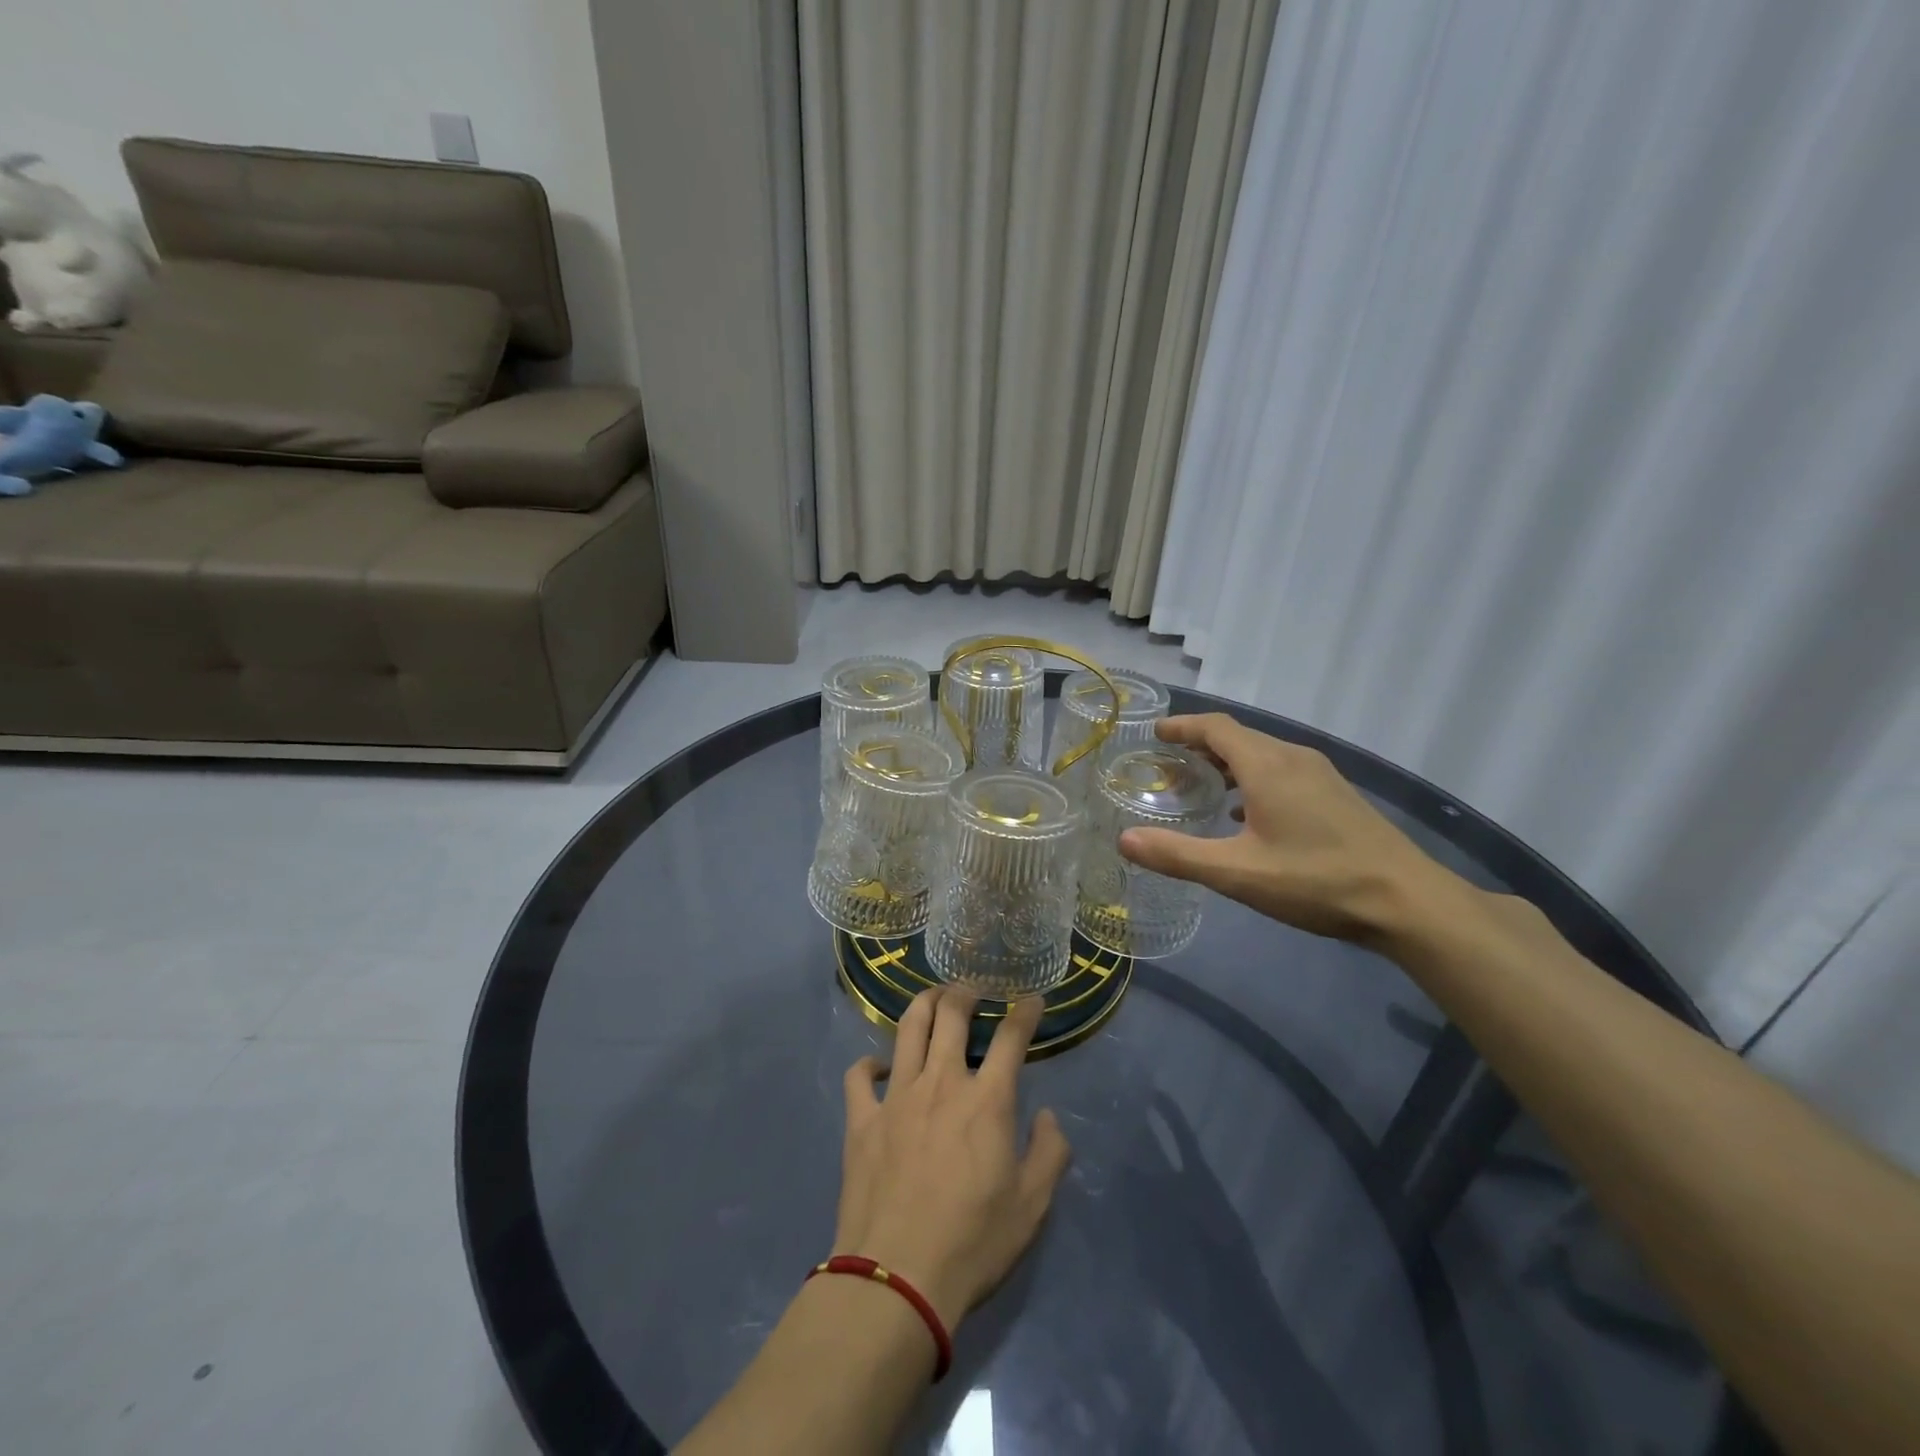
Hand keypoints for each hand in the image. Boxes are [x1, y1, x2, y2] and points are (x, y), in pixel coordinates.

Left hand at [835, 987, 1071, 1332]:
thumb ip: (1049, 1153)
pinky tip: (880, 1067)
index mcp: (986, 1100)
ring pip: (908, 1029)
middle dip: (965, 992)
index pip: (1010, 1037)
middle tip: (972, 990)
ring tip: (933, 999)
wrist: (897, 1278)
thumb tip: (1046, 1116)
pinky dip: (869, 1063)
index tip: (1031, 999)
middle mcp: (941, 1082)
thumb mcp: (1031, 1207)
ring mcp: (896, 1096)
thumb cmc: (972, 1243)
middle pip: (951, 1014)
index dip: (1024, 1012)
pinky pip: (859, 1075)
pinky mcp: (861, 1119)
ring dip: (923, 1004)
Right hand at [1118, 713, 1453, 942]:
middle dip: (1201, 744)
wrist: (1407, 902)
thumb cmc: (1316, 880)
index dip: (1183, 726)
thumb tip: (1124, 839)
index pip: (1217, 727)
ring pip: (1264, 755)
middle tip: (1168, 762)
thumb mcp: (1238, 872)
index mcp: (1267, 766)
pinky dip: (1254, 779)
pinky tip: (1246, 813)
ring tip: (1200, 784)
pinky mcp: (1337, 796)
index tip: (1155, 732)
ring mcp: (1321, 776)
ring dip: (1228, 762)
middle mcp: (1294, 759)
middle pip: (1240, 737)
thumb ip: (1178, 855)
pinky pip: (1283, 772)